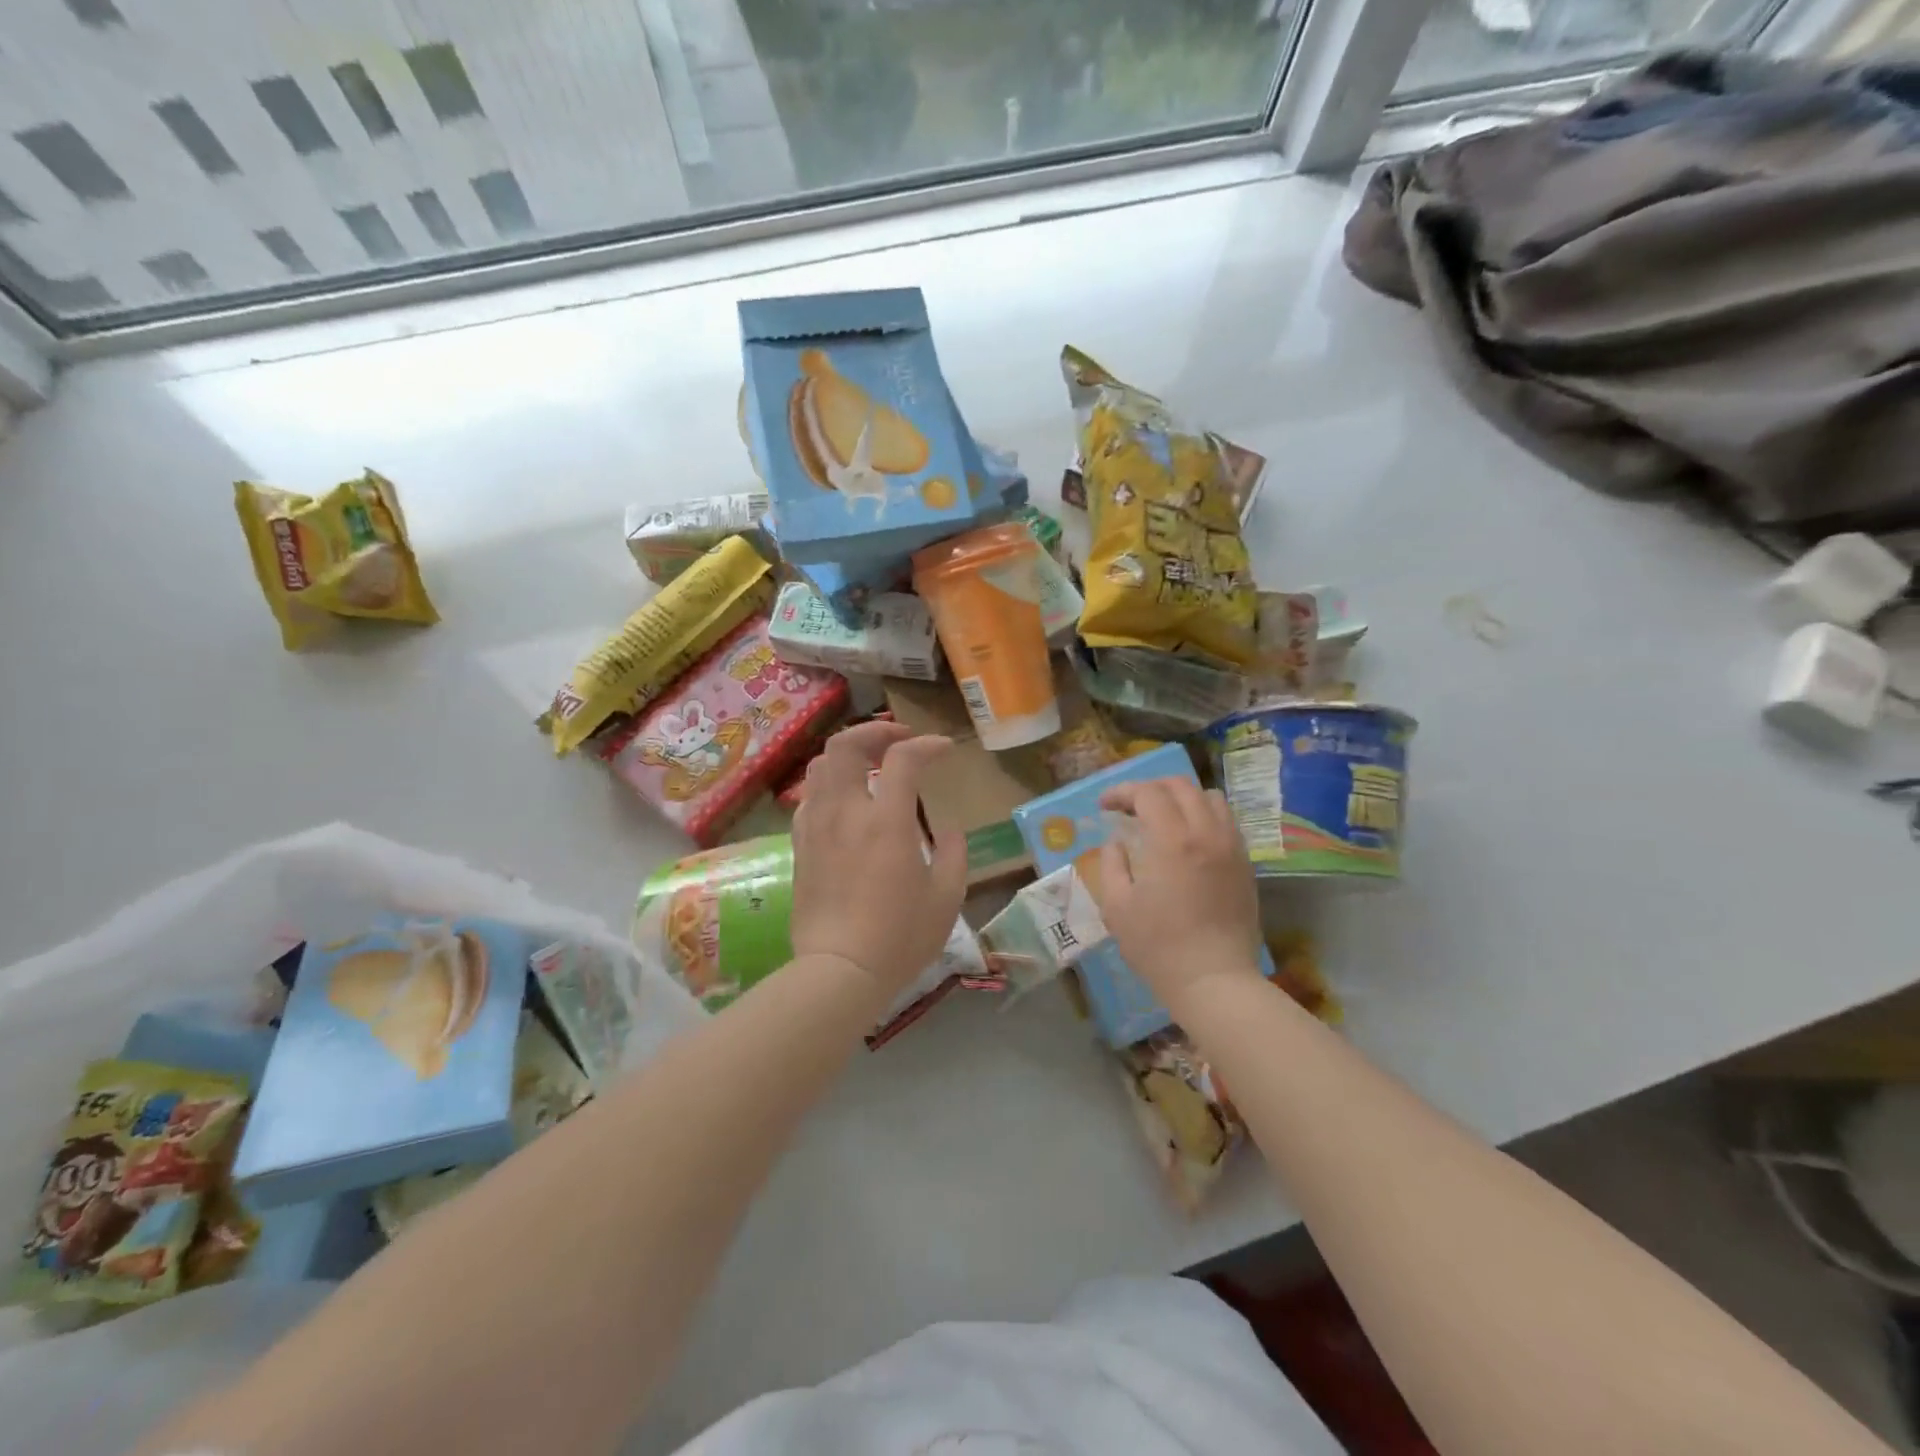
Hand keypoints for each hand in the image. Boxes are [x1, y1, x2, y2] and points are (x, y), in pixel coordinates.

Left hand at [791, 721, 968, 997]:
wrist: (839, 971)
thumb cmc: (900, 937)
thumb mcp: (946, 897)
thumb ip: (954, 852)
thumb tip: (949, 828)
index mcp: (886, 821)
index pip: (902, 758)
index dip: (926, 745)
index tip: (943, 750)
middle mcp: (846, 812)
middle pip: (845, 745)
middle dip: (875, 731)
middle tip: (899, 741)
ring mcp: (816, 827)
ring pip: (820, 765)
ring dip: (848, 755)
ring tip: (871, 766)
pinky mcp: (800, 845)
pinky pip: (809, 797)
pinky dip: (830, 785)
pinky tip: (846, 803)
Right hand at [1089, 777, 1264, 1012]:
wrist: (1214, 980)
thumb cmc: (1158, 946)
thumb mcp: (1116, 906)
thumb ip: (1112, 864)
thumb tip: (1117, 843)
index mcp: (1172, 840)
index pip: (1147, 793)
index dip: (1122, 792)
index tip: (1105, 806)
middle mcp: (1207, 832)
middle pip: (1180, 786)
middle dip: (1150, 788)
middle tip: (1129, 807)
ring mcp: (1231, 846)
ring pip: (1210, 798)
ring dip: (1181, 798)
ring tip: (1162, 817)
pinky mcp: (1245, 863)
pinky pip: (1226, 821)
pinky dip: (1204, 815)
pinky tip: (1189, 838)